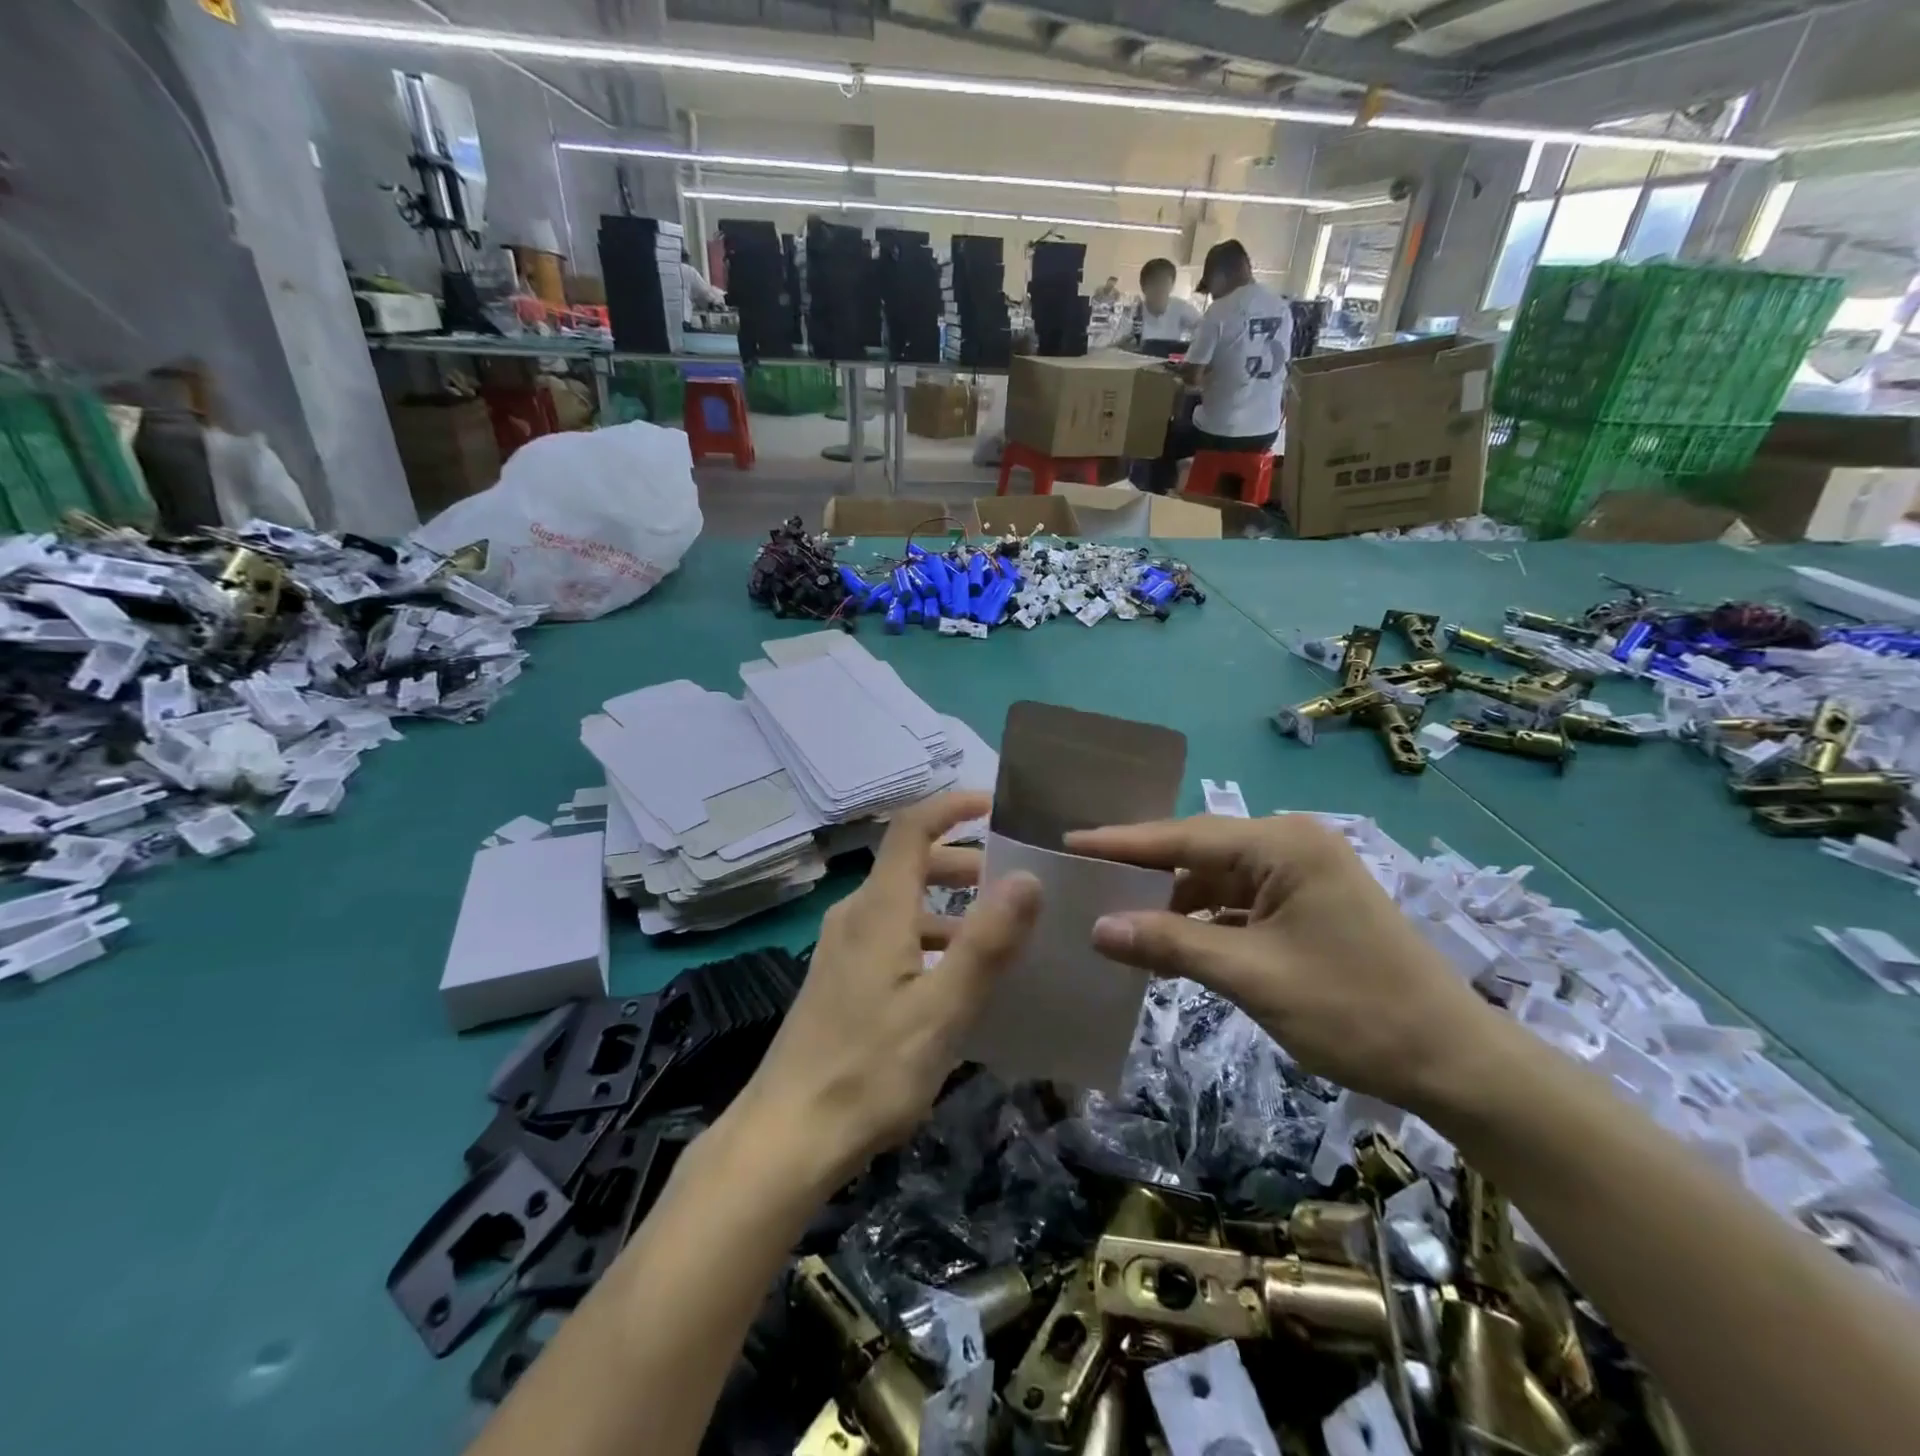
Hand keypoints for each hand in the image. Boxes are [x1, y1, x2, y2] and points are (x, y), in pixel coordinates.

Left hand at [729, 792, 1040, 1192]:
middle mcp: (856, 916)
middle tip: (1014, 881)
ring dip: (951, 906)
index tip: (995, 805)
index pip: (912, 828)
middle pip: (911, 864)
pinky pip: (893, 937)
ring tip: (1000, 934)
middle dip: (964, 863)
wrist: (786, 1137)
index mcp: (879, 909)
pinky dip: (931, 938)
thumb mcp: (942, 1010)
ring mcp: (843, 949)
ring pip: (904, 904)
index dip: (952, 806)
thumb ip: (986, 942)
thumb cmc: (868, 1071)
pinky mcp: (840, 980)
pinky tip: (957, 982)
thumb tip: (1027, 877)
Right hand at [1064, 814, 1503, 1112]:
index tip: (1070, 843)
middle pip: (1200, 852)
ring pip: (1217, 880)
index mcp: (1284, 845)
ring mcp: (1303, 875)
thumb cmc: (1354, 1010)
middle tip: (1086, 881)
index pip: (1185, 836)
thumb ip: (1171, 944)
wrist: (1454, 1063)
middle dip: (1145, 872)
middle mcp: (1292, 846)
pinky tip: (1170, 944)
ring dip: (1174, 903)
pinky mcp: (1308, 906)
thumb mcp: (1251, 976)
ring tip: (1119, 920)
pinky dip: (1204, 922)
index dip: (1123, 843)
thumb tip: (1099, 929)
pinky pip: (1239, 904)